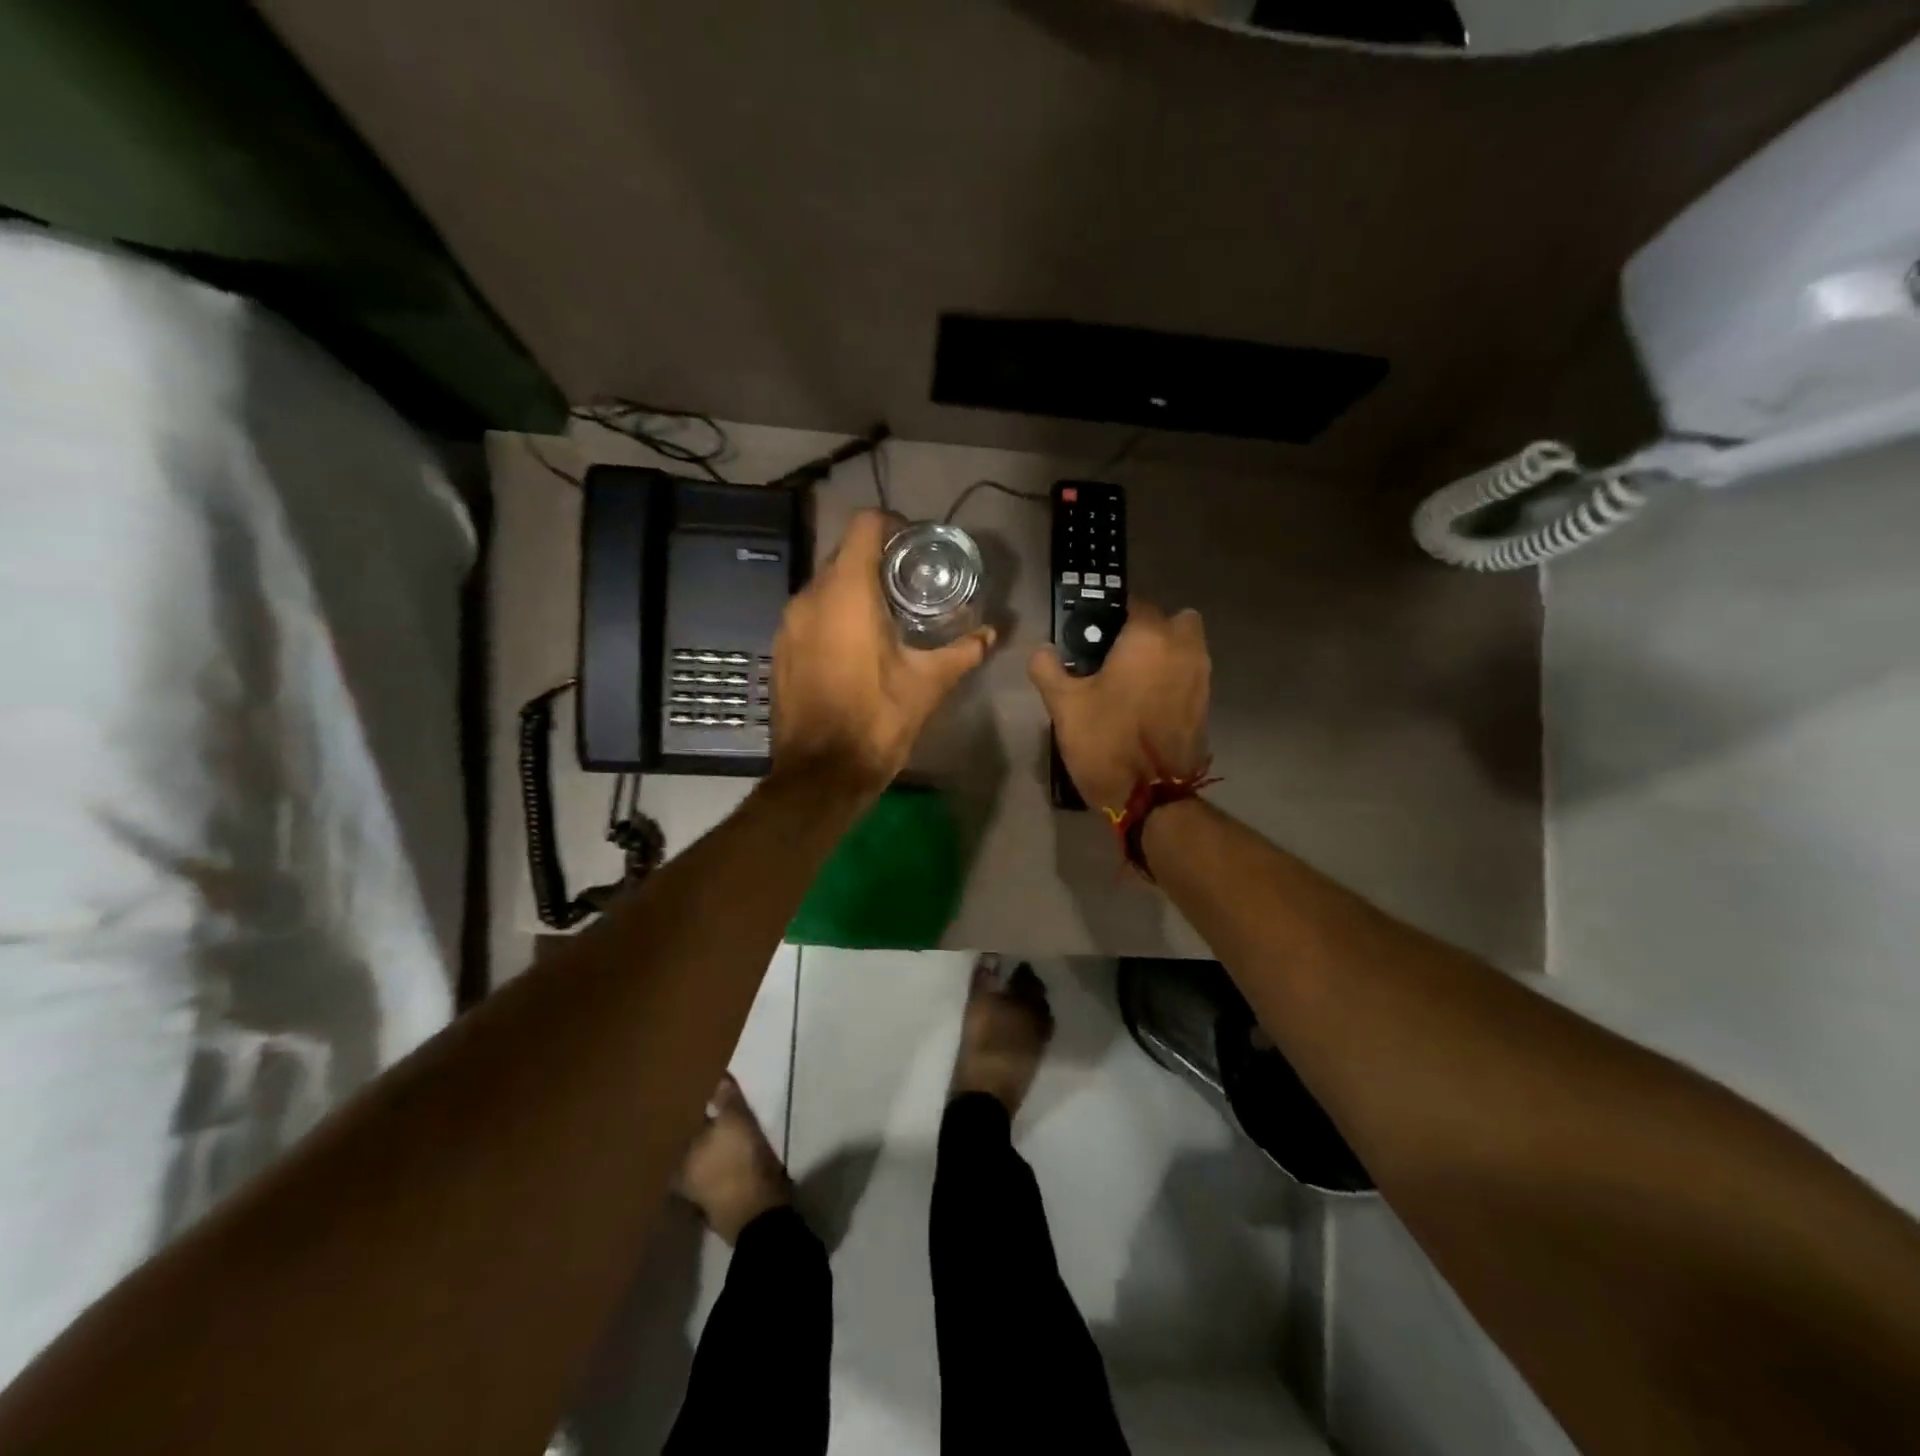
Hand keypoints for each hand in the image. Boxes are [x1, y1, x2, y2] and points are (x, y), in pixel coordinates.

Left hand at [770, 510, 994, 791]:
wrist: (821, 773)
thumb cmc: (876, 720)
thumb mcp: (928, 684)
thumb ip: (962, 652)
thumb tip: (991, 634)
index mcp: (847, 593)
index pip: (864, 526)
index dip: (892, 526)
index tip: (915, 548)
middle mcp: (810, 597)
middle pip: (843, 555)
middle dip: (876, 562)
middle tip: (909, 584)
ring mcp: (788, 624)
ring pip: (823, 586)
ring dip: (853, 591)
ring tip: (885, 616)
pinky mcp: (780, 649)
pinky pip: (809, 615)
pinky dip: (832, 616)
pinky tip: (855, 646)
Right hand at [1028, 601, 1210, 812]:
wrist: (1151, 797)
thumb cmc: (1106, 741)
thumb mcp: (1064, 705)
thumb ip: (1048, 669)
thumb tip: (1042, 651)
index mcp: (1148, 638)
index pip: (1134, 604)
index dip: (1111, 616)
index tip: (1091, 635)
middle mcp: (1183, 648)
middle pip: (1173, 619)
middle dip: (1151, 628)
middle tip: (1119, 652)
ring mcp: (1200, 677)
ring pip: (1186, 647)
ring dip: (1165, 652)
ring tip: (1131, 678)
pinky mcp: (1205, 705)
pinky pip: (1190, 675)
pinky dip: (1173, 678)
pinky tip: (1146, 701)